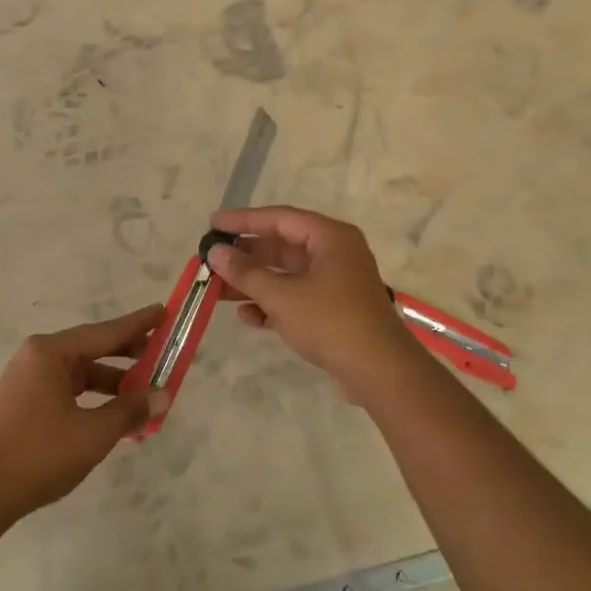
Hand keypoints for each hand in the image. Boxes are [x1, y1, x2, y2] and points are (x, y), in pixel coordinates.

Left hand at [0, 304, 165, 521]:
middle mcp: (36, 358)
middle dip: (128, 354)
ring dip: (112, 383)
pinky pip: (67, 391)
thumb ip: (130, 410)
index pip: (104, 332)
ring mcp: (27, 381)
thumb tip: (161, 395)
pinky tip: (113, 416)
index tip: (163, 312)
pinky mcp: (23, 405)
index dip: (138, 324)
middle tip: (162, 353)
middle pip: (91, 349)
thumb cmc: (39, 454)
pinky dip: (92, 399)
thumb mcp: (93, 433)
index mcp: (50, 353)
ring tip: (144, 393)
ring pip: (80, 373)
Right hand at [204, 206, 424, 395]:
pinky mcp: (334, 311)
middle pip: (282, 247)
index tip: (213, 224)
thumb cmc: (330, 321)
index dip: (243, 220)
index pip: (280, 218)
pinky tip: (246, 317)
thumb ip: (245, 272)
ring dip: (254, 283)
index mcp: (330, 238)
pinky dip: (272, 304)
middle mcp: (335, 254)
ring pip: (287, 275)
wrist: (379, 372)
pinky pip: (296, 298)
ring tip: (217, 291)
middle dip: (246, 256)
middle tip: (212, 261)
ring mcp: (336, 284)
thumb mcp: (281, 296)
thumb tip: (216, 252)